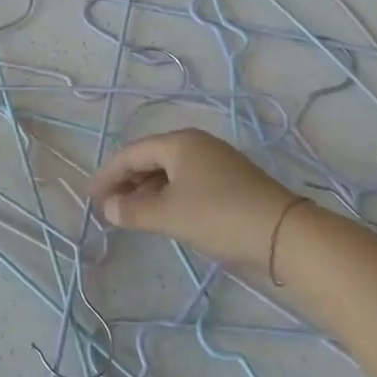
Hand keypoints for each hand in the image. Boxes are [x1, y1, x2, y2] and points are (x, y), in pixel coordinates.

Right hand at [89, 128, 301, 269]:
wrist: (285, 234)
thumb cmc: (218, 216)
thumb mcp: (168, 215)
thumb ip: (132, 210)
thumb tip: (108, 207)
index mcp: (178, 143)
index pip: (131, 153)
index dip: (108, 175)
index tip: (92, 197)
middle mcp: (196, 144)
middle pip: (150, 159)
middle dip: (127, 182)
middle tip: (108, 206)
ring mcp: (216, 161)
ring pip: (169, 172)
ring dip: (147, 191)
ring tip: (131, 213)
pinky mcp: (231, 181)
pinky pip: (187, 182)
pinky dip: (168, 195)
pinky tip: (163, 214)